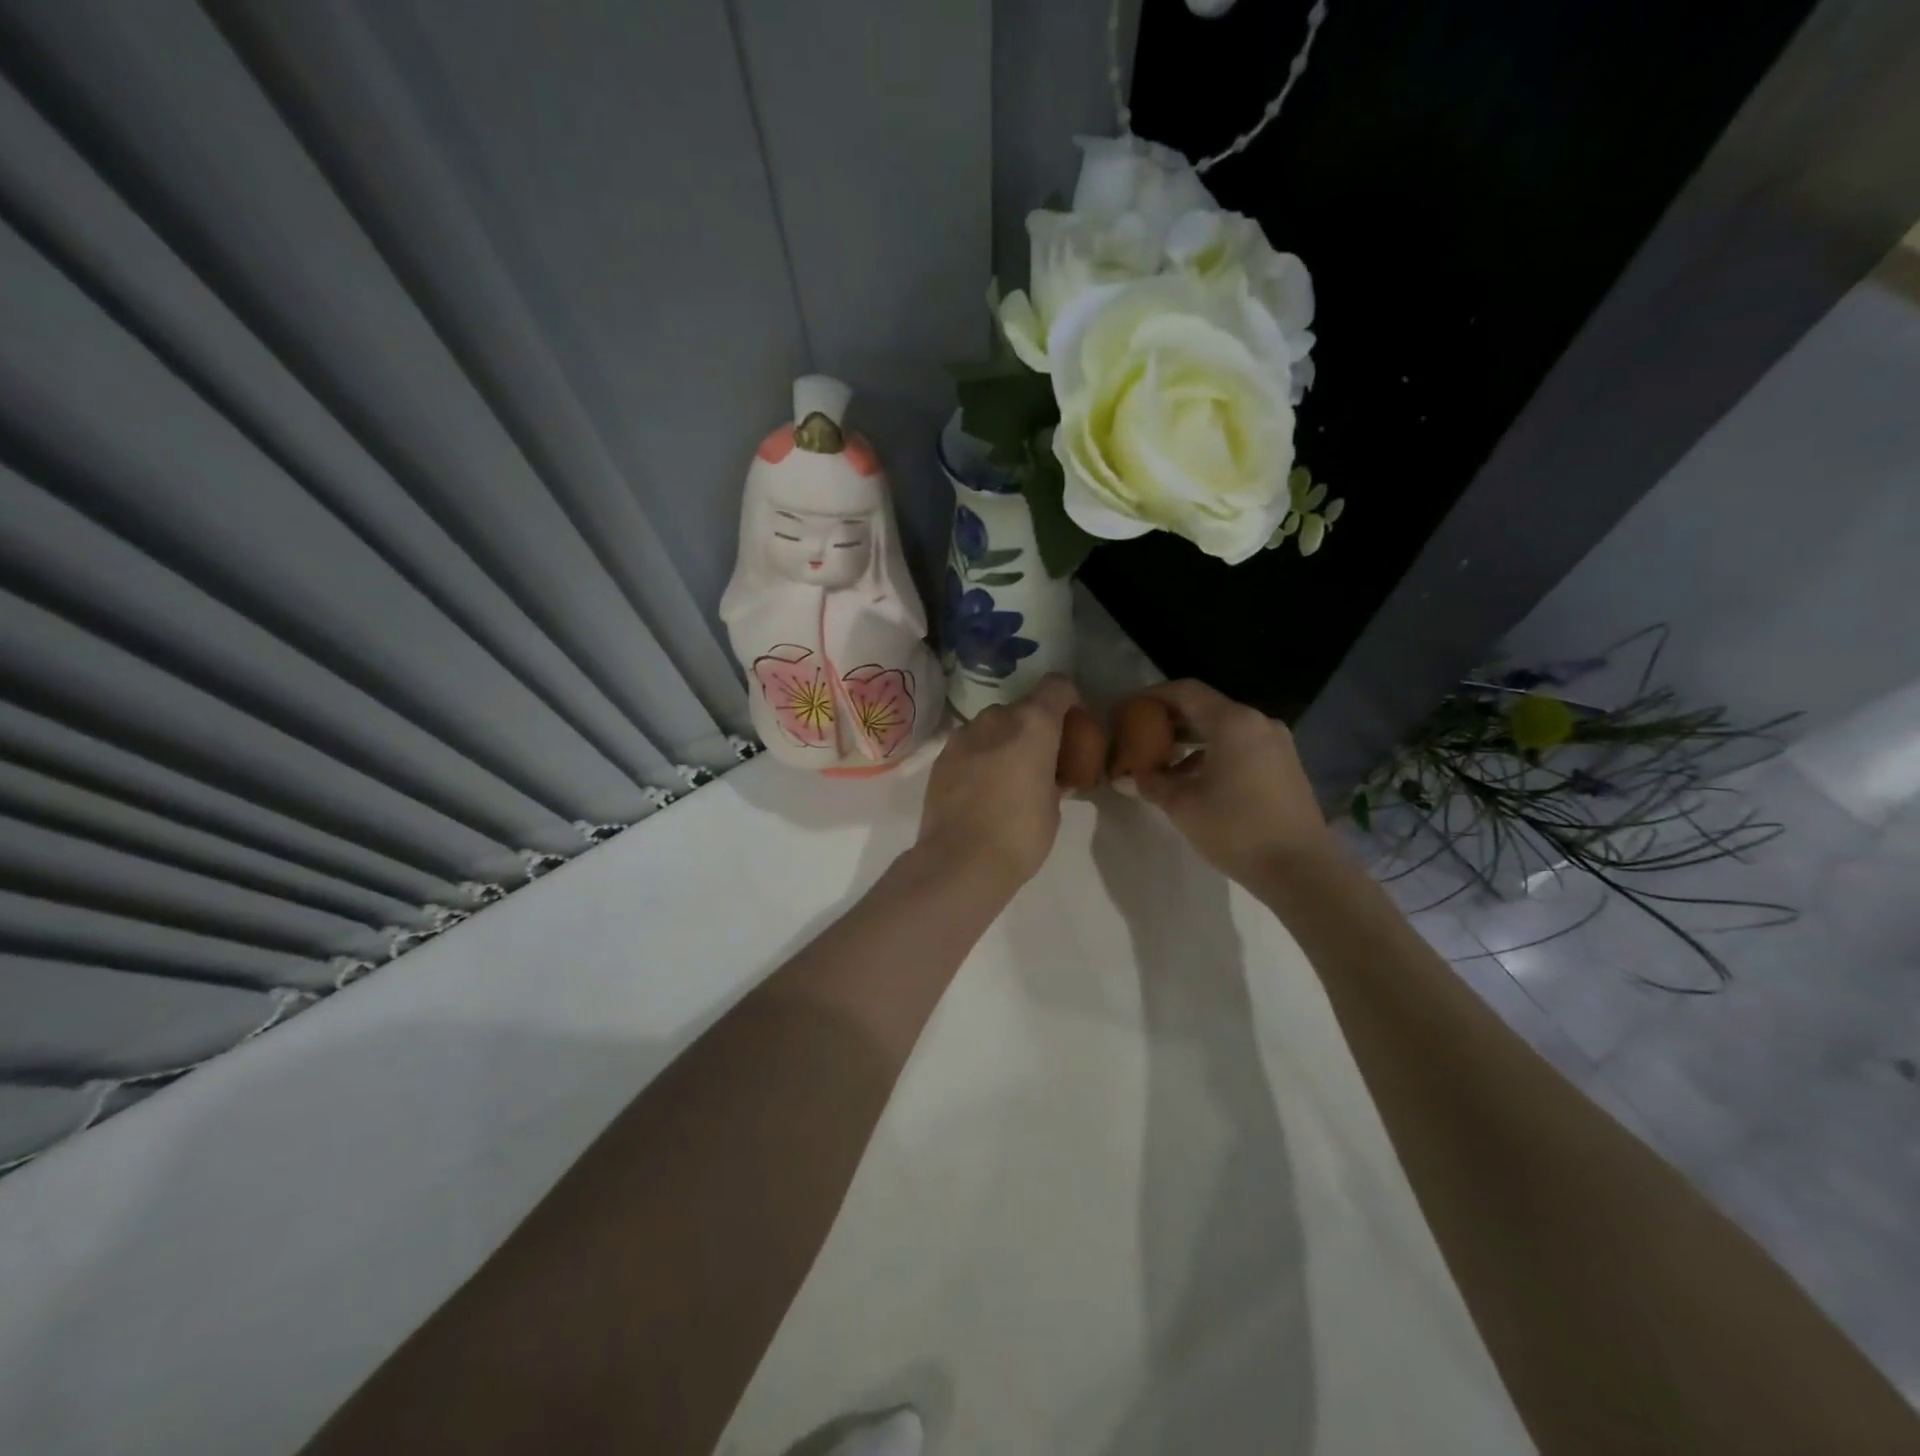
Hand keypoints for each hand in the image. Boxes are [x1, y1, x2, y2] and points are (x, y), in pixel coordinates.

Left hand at [916, 674, 1078, 892]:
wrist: (959, 862)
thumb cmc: (1020, 834)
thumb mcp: (1053, 805)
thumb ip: (1053, 776)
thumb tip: (1049, 775)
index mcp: (1032, 723)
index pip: (1057, 686)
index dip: (1068, 702)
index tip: (1072, 730)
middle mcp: (995, 718)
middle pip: (1022, 708)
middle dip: (1033, 728)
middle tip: (1040, 762)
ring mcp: (962, 735)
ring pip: (992, 726)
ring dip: (1004, 742)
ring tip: (1007, 778)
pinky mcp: (940, 757)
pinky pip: (970, 746)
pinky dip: (980, 758)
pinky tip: (981, 790)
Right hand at [1129, 679, 1331, 882]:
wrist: (1301, 870)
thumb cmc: (1236, 828)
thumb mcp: (1183, 805)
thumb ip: (1151, 783)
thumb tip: (1124, 778)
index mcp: (1233, 722)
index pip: (1185, 691)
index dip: (1152, 697)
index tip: (1127, 710)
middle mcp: (1258, 723)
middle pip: (1205, 708)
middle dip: (1169, 721)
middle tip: (1139, 737)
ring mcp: (1276, 744)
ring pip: (1223, 730)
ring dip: (1190, 741)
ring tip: (1162, 764)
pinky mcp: (1284, 766)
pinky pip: (1241, 747)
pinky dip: (1213, 754)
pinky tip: (1194, 781)